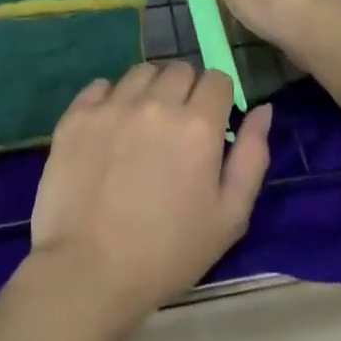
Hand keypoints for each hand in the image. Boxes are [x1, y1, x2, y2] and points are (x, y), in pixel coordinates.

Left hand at [29, 62, 271, 327]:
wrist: (89, 271)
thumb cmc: (169, 252)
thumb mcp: (230, 216)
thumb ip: (252, 156)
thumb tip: (263, 110)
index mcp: (198, 124)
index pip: (217, 79)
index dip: (219, 98)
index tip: (212, 123)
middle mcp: (156, 102)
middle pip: (179, 69)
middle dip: (186, 90)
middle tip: (178, 128)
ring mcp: (112, 105)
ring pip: (141, 72)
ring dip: (149, 90)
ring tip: (143, 126)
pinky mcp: (77, 115)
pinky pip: (100, 86)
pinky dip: (110, 99)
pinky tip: (110, 129)